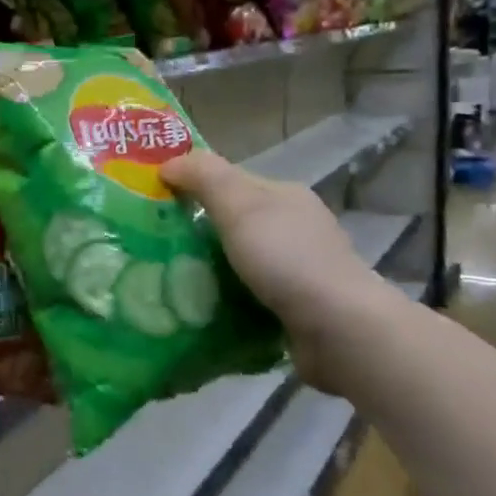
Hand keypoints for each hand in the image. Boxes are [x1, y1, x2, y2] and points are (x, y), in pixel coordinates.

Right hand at [160, 149, 389, 391]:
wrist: (340, 331)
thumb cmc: (287, 259)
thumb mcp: (240, 205)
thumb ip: (204, 177)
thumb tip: (167, 164)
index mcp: (286, 197)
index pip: (231, 182)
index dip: (194, 186)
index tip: (155, 204)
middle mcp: (295, 230)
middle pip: (234, 224)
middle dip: (198, 234)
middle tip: (154, 247)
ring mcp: (299, 272)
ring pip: (239, 263)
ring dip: (209, 272)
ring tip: (168, 283)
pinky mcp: (297, 310)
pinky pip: (249, 298)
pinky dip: (226, 302)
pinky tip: (200, 312)